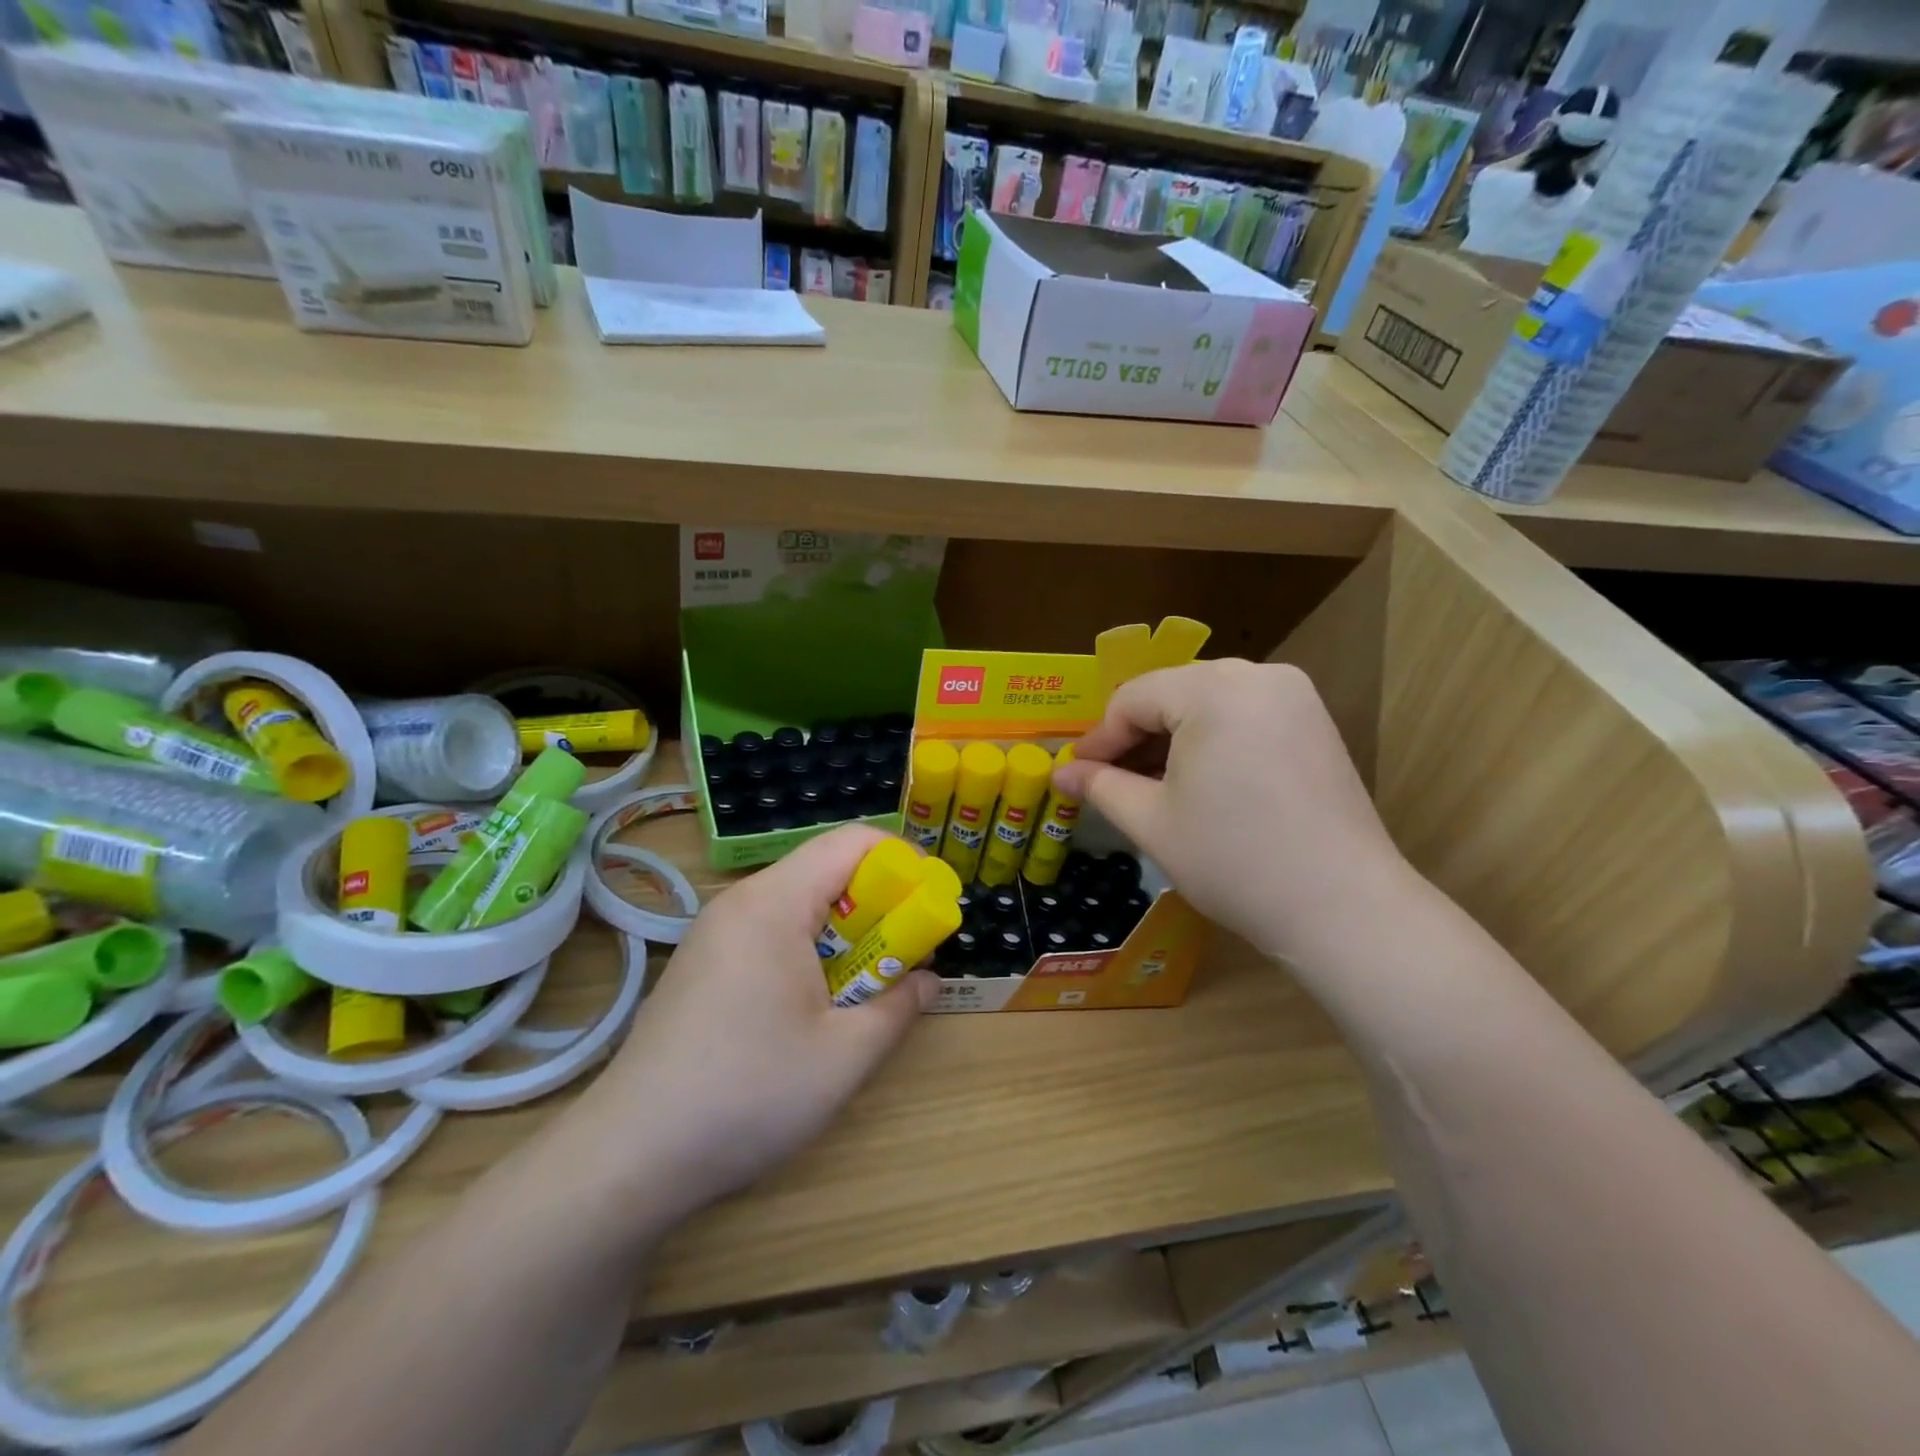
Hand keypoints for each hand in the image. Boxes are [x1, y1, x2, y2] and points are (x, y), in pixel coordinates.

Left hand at [572, 825, 937, 1221]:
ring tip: (865, 985)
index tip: (932, 903)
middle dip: (879, 902)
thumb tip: (925, 981)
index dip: (903, 860)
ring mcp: (714, 933)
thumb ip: (898, 1007)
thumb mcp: (845, 1056)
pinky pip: (771, 931)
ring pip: (799, 903)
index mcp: (774, 903)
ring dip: (845, 931)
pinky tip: (814, 1005)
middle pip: (825, 869)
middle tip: (906, 953)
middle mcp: (740, 902)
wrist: (630, 1156)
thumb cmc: (748, 1094)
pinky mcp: (701, 964)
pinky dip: (809, 949)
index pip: (851, 842)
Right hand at [1052, 660, 1410, 965]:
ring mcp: (1293, 696)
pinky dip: (1211, 740)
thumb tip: (1060, 773)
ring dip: (1172, 739)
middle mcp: (1258, 675)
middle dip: (1135, 738)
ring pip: (1207, 702)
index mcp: (1214, 689)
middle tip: (1111, 783)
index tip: (1076, 776)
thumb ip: (1101, 786)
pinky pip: (1243, 714)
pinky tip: (1199, 782)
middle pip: (1171, 693)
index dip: (1099, 740)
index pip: (1133, 700)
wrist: (1342, 908)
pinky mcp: (1314, 722)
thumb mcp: (1153, 821)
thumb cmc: (1234, 860)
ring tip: (1151, 786)